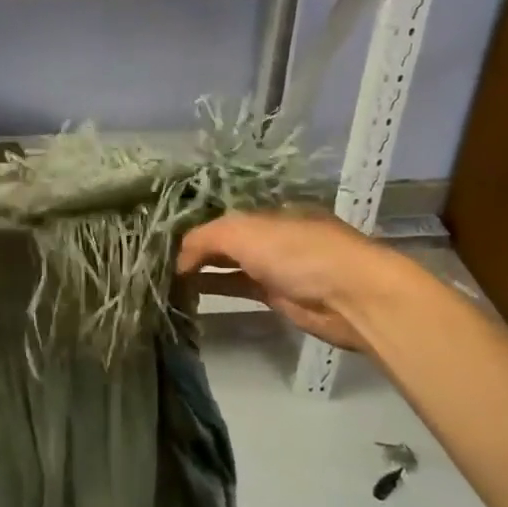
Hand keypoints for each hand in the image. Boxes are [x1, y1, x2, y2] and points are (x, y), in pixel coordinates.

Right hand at [177, 209, 388, 354]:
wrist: (351, 296)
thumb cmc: (298, 252)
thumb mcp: (244, 231)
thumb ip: (205, 239)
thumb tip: (179, 261)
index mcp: (267, 210)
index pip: (221, 213)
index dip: (193, 223)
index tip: (161, 236)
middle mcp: (269, 234)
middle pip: (224, 238)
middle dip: (194, 246)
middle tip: (156, 257)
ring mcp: (274, 265)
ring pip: (228, 263)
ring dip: (200, 268)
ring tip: (165, 276)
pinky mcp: (277, 295)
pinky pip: (238, 287)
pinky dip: (215, 287)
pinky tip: (189, 291)